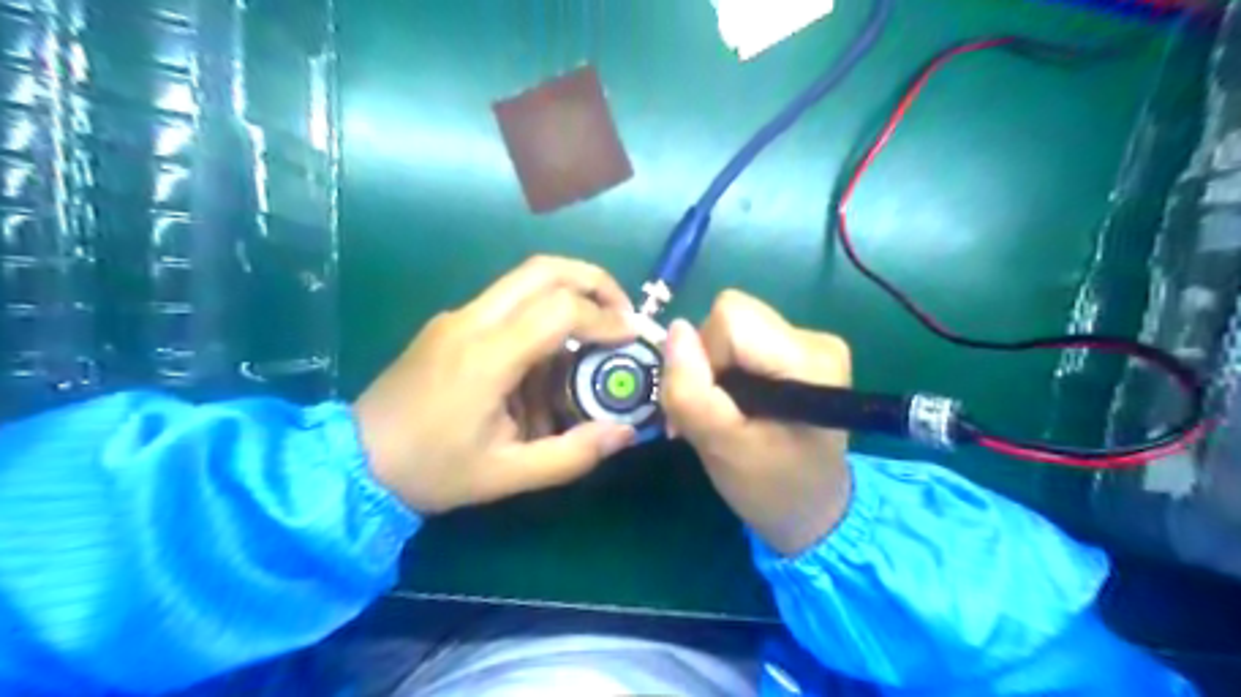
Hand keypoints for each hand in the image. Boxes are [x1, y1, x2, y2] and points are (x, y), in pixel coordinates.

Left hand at [351, 257, 632, 516]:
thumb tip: (626, 432)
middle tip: (621, 313)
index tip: (632, 337)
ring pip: (525, 278)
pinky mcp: (450, 323)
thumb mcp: (507, 475)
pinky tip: (549, 356)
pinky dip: (543, 311)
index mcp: (487, 356)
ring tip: (594, 331)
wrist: (353, 461)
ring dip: (569, 293)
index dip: (605, 318)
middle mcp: (472, 321)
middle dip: (593, 281)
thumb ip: (572, 454)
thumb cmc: (431, 471)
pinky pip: (507, 301)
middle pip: (543, 269)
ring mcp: (457, 316)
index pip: (560, 309)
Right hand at [658, 291, 852, 556]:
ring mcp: (812, 342)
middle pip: (731, 316)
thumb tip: (675, 329)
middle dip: (708, 361)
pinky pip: (744, 338)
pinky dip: (728, 368)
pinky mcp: (801, 350)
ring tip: (725, 412)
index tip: (711, 404)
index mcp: (808, 360)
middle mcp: (816, 339)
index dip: (705, 356)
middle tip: (712, 412)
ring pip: (732, 326)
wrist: (813, 510)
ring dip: (715, 367)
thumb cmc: (770, 487)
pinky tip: (738, 403)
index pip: (730, 319)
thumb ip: (690, 390)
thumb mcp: (720, 447)